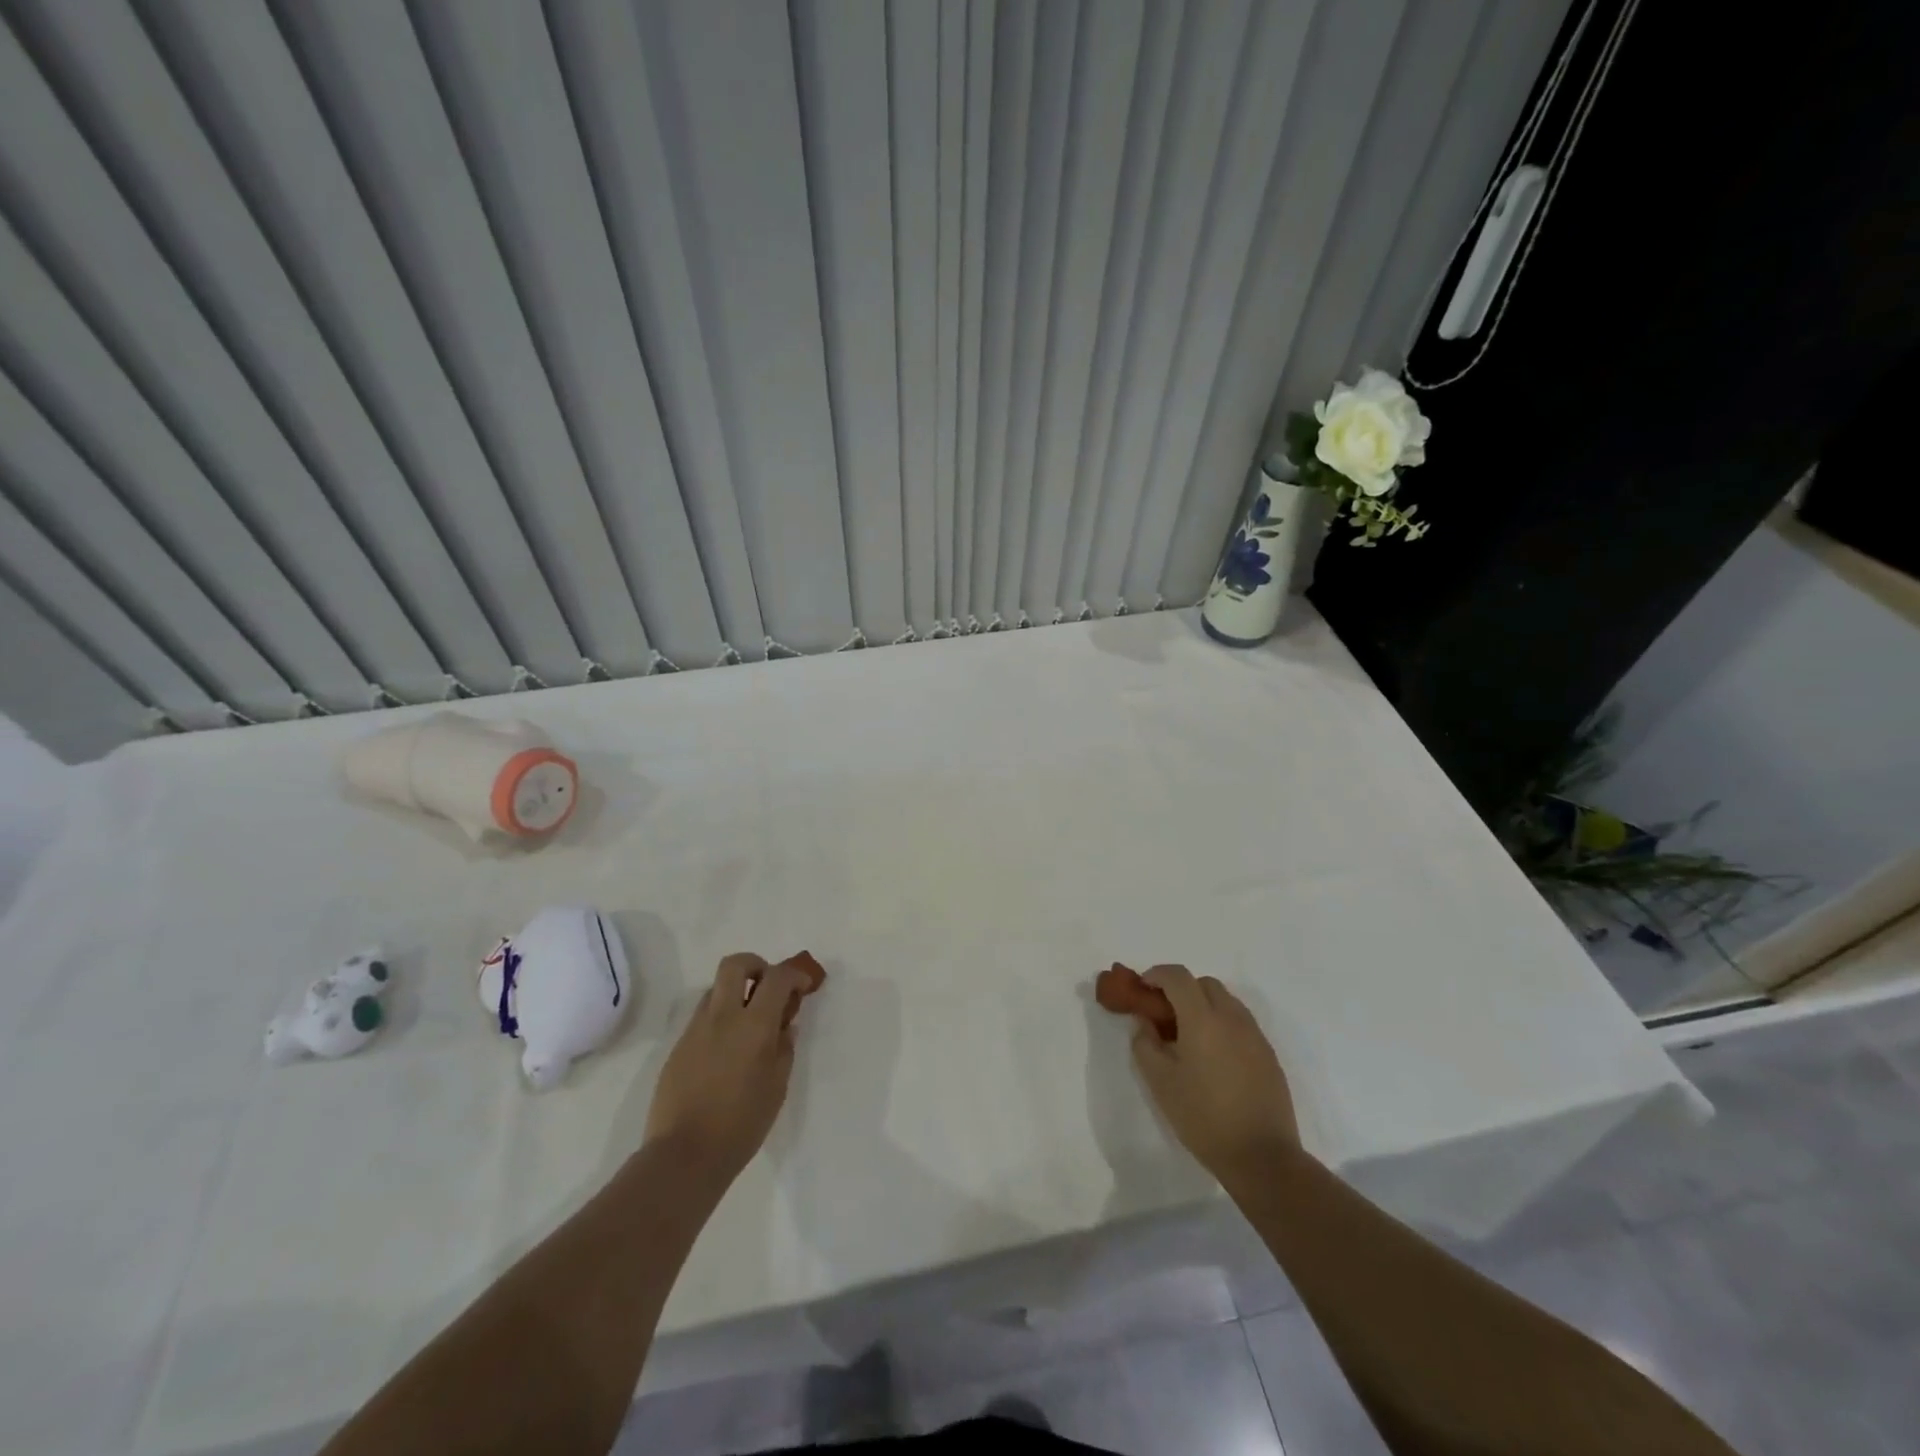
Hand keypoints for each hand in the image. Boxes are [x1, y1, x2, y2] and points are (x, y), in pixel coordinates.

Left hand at [644, 953, 812, 1186]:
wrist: (683, 1156)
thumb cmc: (741, 1124)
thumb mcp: (777, 1087)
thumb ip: (784, 1049)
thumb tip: (785, 1026)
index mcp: (753, 1025)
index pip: (777, 977)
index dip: (794, 974)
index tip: (803, 985)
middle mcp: (722, 1017)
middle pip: (735, 964)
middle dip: (756, 965)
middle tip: (768, 988)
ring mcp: (695, 1030)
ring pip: (715, 990)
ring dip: (735, 994)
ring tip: (748, 1025)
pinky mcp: (677, 1047)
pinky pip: (702, 1018)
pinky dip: (719, 1020)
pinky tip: (727, 1053)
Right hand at [1126, 965, 1300, 1183]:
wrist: (1262, 1157)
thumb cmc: (1203, 1117)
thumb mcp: (1160, 1082)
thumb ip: (1145, 1044)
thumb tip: (1145, 1023)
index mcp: (1203, 1019)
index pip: (1178, 976)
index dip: (1157, 975)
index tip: (1143, 989)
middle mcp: (1232, 1018)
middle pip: (1204, 984)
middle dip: (1181, 989)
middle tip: (1164, 1014)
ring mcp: (1254, 1035)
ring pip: (1225, 1001)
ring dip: (1203, 1005)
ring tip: (1188, 1036)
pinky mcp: (1268, 1054)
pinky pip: (1240, 1023)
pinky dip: (1222, 1024)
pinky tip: (1213, 1056)